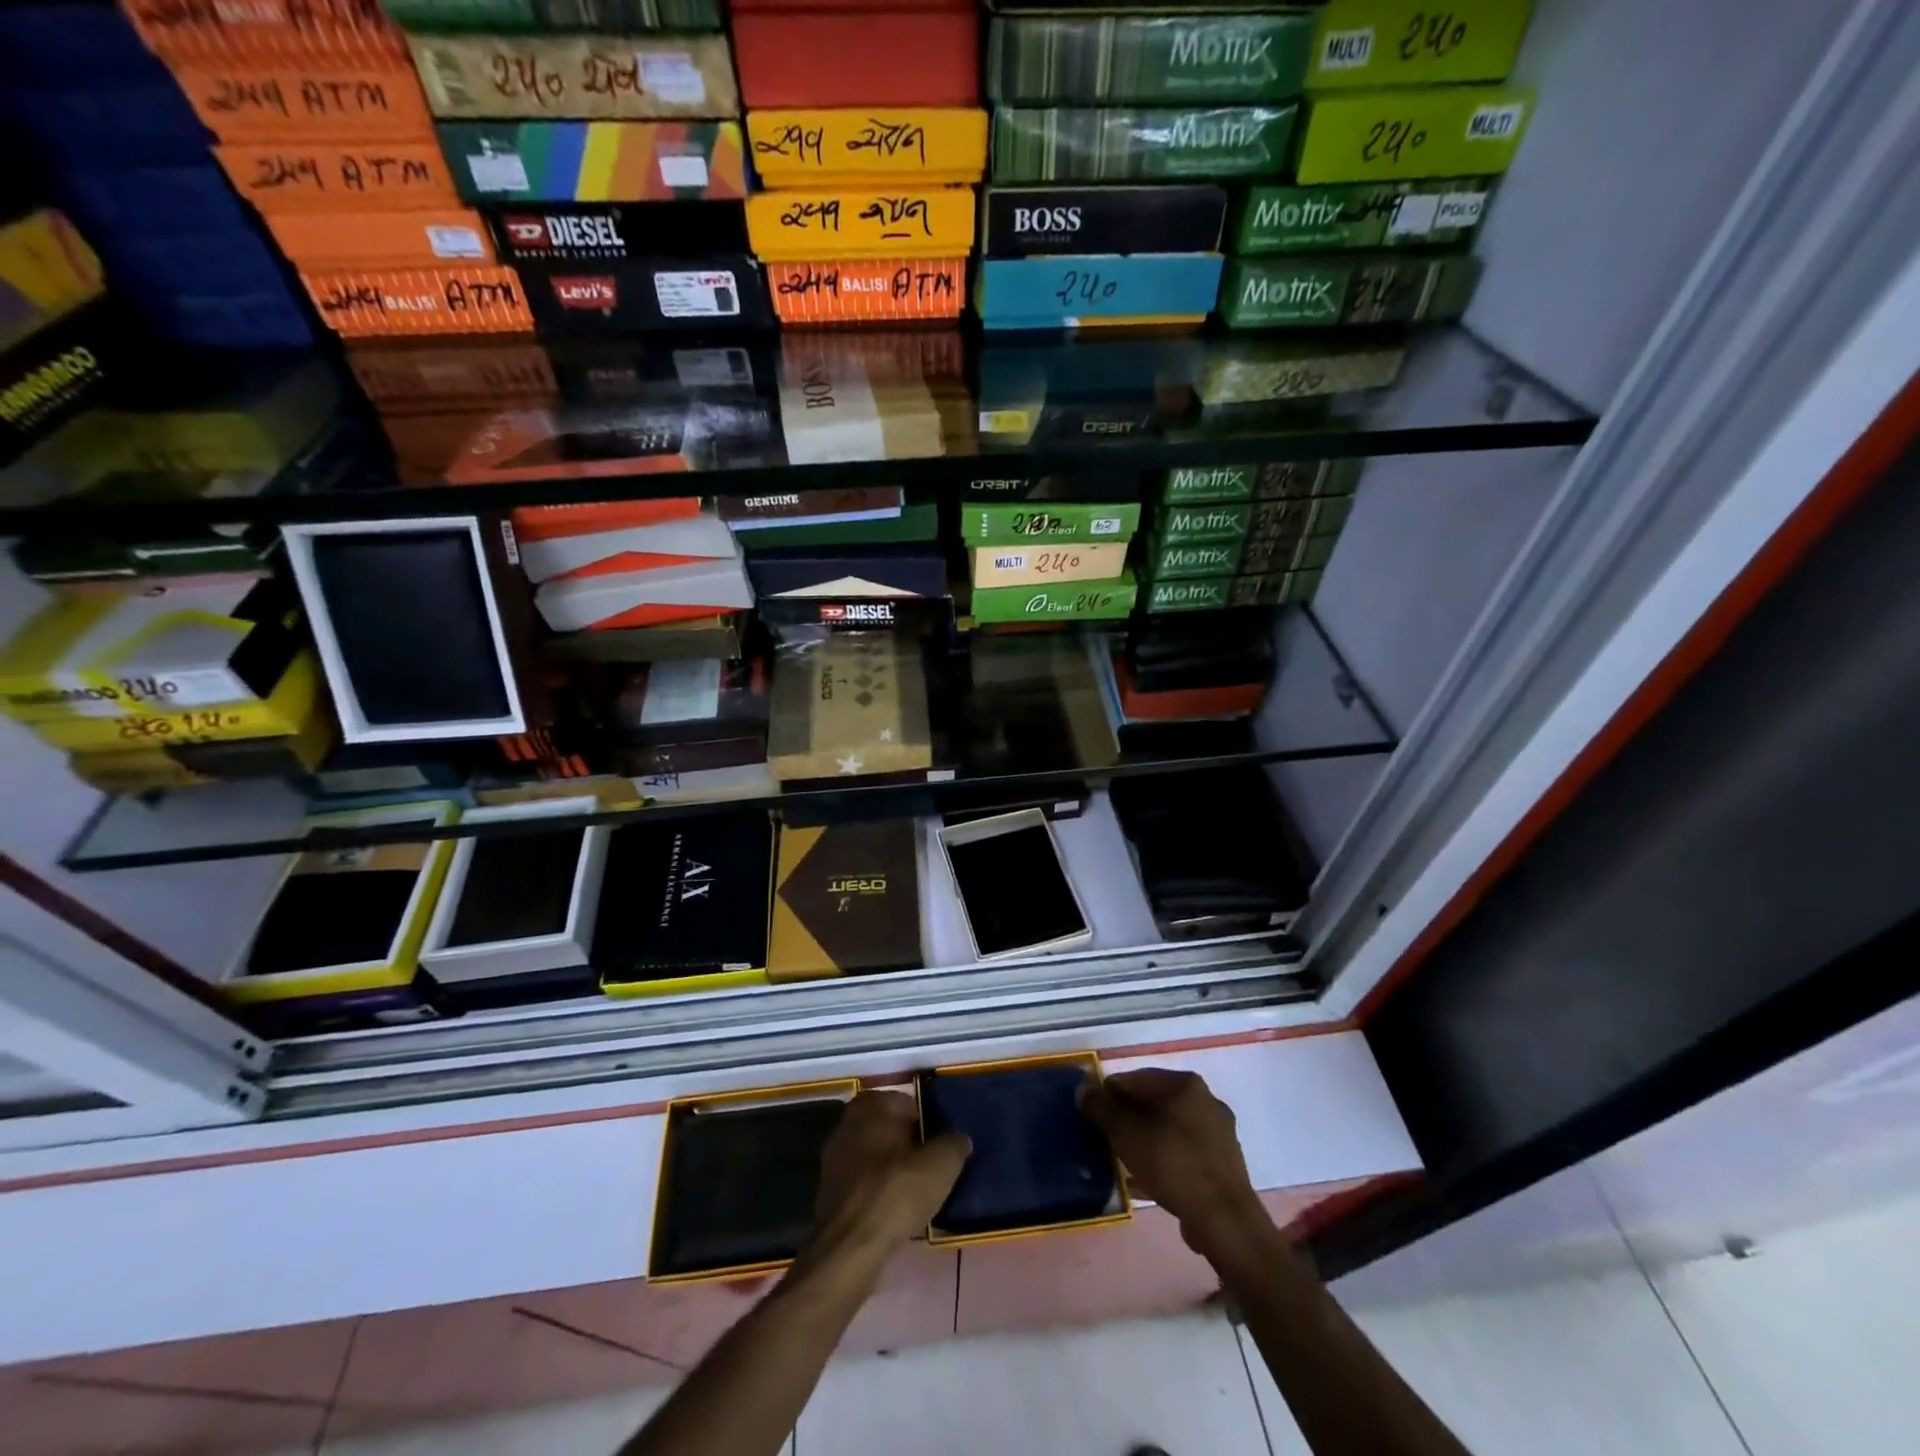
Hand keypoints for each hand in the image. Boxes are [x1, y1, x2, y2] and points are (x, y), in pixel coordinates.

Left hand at [812, 1091, 970, 1260]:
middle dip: (910, 1146)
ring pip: (876, 1155)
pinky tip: (894, 1210)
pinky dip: (878, 1190)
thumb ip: (954, 1144)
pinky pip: (863, 1181)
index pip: (911, 1104)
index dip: (931, 1125)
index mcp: (873, 1104)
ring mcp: (835, 1155)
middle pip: (891, 1129)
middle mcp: (849, 1121)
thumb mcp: (941, 1164)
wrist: (851, 1245)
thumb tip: (959, 1139)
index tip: (943, 1148)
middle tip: (932, 1169)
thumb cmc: (897, 1191)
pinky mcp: (828, 1188)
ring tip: (916, 1193)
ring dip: (893, 1169)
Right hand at [1081, 1069, 1266, 1258]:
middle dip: (1129, 1118)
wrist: (1224, 1220)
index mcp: (1185, 1084)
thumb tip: (1084, 1090)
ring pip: (1169, 1128)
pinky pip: (1184, 1152)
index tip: (1092, 1113)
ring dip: (1145, 1139)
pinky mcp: (1223, 1164)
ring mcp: (1219, 1133)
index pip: (1136, 1078)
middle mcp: (1206, 1100)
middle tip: (1107, 1136)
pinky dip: (1164, 1158)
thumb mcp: (1126, 1133)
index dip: (1109, 1093)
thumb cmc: (1172, 1164)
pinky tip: (1146, 1179)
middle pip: (1155, 1102)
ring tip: (1123, 1159)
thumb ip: (1102, 1108)